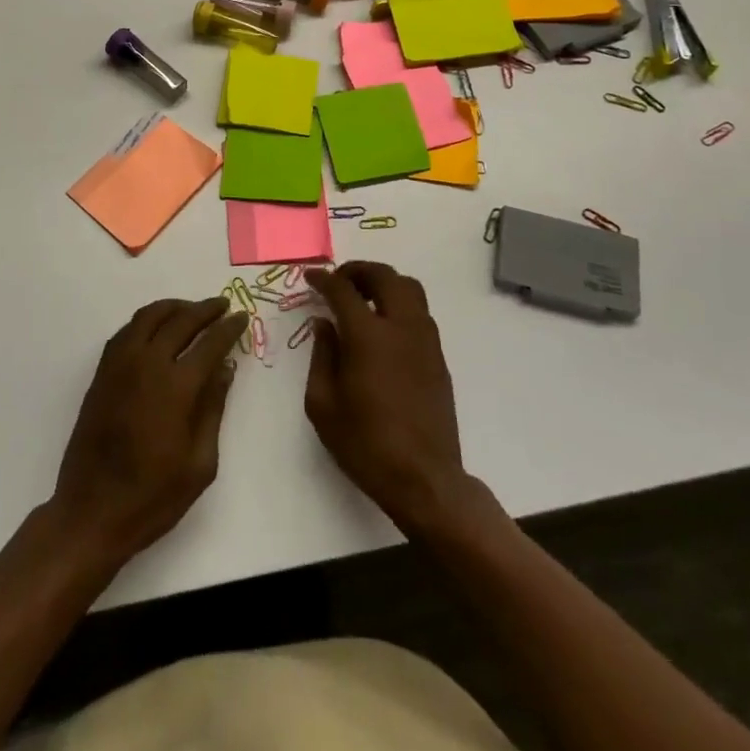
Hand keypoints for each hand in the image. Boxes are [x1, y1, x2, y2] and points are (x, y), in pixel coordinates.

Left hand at [50, 297, 247, 562]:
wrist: (91, 512)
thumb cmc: (153, 497)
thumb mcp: (199, 464)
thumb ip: (213, 409)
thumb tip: (225, 369)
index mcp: (176, 387)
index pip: (210, 343)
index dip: (229, 328)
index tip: (242, 316)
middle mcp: (147, 364)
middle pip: (180, 320)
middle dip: (205, 309)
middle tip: (222, 305)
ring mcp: (120, 365)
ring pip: (149, 317)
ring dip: (174, 307)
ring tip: (192, 310)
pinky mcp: (102, 372)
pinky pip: (127, 331)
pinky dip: (147, 320)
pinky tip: (158, 329)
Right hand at [304, 262, 468, 533]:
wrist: (424, 479)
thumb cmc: (366, 444)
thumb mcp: (323, 404)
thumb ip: (322, 356)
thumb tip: (324, 324)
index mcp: (368, 337)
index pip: (344, 290)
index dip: (324, 279)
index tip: (310, 277)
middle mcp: (401, 328)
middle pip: (385, 277)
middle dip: (359, 270)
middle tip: (340, 280)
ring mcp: (426, 341)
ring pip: (410, 289)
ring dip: (384, 283)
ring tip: (364, 297)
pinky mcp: (439, 357)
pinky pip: (420, 313)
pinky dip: (400, 304)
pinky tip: (383, 326)